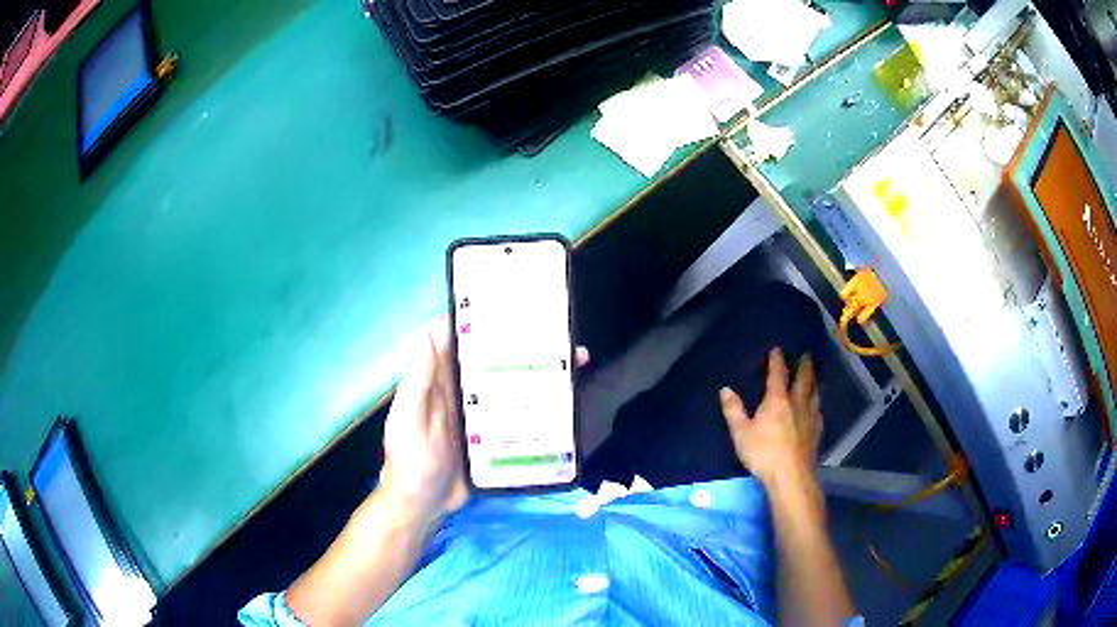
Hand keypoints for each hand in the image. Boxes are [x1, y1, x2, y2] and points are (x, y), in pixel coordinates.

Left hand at [378, 317, 590, 526]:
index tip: (509, 300)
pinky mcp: (497, 436)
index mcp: (439, 379)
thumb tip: (431, 334)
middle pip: (494, 358)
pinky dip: (542, 406)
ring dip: (540, 372)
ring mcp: (482, 414)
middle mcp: (463, 390)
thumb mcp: (407, 420)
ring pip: (513, 384)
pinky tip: (565, 400)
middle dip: (522, 342)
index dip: (479, 317)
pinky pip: (521, 414)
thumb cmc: (410, 460)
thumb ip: (417, 383)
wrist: (423, 506)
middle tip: (558, 330)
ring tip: (573, 361)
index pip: (458, 339)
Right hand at [718, 347, 821, 488]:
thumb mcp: (741, 433)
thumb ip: (734, 411)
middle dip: (804, 366)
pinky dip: (817, 404)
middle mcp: (797, 403)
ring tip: (814, 377)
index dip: (777, 361)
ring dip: (814, 382)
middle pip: (803, 379)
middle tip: (806, 355)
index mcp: (777, 400)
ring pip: (814, 393)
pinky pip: (818, 411)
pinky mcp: (816, 432)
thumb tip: (725, 390)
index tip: (778, 349)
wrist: (791, 475)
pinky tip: (817, 408)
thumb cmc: (764, 453)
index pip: (777, 375)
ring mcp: (810, 417)